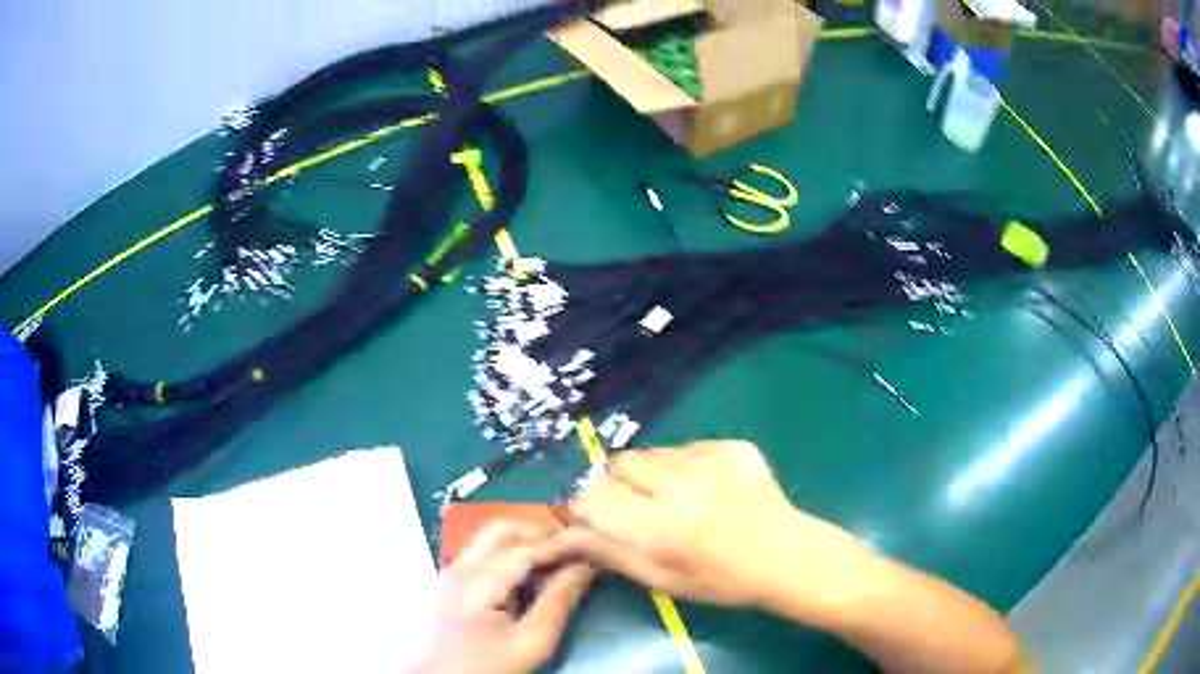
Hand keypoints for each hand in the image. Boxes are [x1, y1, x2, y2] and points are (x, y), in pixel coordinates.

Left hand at [408, 522, 594, 673]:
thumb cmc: (494, 666)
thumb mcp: (533, 642)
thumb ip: (558, 601)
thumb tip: (585, 565)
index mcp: (475, 585)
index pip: (523, 550)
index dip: (560, 543)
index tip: (592, 541)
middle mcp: (459, 567)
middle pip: (502, 530)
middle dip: (540, 534)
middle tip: (574, 550)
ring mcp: (452, 570)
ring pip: (492, 536)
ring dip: (526, 541)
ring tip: (558, 560)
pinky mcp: (453, 577)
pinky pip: (485, 549)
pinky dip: (512, 551)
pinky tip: (533, 572)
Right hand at [546, 441, 867, 610]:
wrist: (785, 555)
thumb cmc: (719, 580)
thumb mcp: (659, 579)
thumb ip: (609, 551)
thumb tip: (566, 531)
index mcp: (658, 527)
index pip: (594, 495)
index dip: (590, 506)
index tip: (601, 518)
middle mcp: (679, 486)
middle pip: (618, 464)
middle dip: (619, 484)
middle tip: (642, 509)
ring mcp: (708, 459)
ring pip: (651, 453)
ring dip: (652, 474)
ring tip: (679, 500)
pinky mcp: (730, 445)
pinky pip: (685, 447)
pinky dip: (684, 467)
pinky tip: (708, 490)